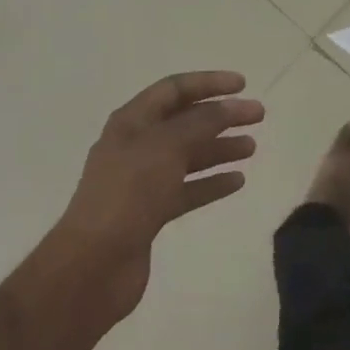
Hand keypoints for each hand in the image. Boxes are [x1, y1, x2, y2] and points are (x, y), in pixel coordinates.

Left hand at [52, 71, 262, 322]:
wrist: (92, 266)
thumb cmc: (128, 194)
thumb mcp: (167, 147)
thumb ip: (202, 122)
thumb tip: (230, 105)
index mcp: (132, 121)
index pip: (174, 89)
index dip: (209, 82)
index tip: (243, 85)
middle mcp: (136, 146)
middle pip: (185, 122)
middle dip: (221, 116)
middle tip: (258, 116)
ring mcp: (142, 181)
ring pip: (188, 156)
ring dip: (219, 148)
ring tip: (252, 147)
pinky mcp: (150, 213)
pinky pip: (187, 189)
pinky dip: (211, 183)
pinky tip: (237, 181)